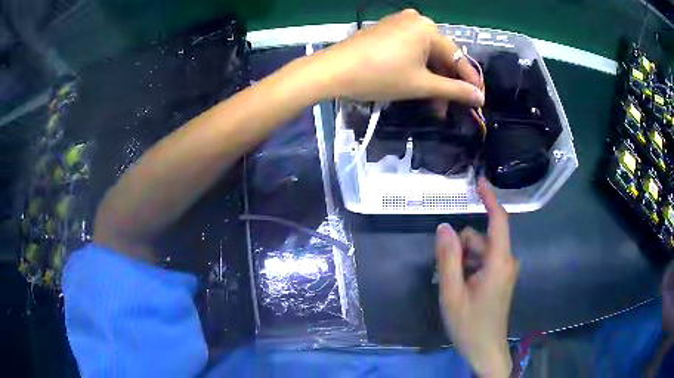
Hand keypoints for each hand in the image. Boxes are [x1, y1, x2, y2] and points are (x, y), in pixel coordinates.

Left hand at [315, 9, 483, 104]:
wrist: (333, 71)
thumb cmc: (380, 76)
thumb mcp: (421, 85)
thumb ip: (454, 90)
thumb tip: (479, 98)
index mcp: (428, 28)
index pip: (458, 57)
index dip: (470, 81)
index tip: (479, 100)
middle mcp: (417, 20)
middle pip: (441, 55)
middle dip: (447, 84)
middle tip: (451, 108)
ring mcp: (399, 24)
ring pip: (426, 55)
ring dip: (432, 80)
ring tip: (435, 106)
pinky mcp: (386, 31)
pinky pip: (411, 50)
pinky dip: (417, 69)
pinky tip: (419, 87)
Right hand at [436, 178, 518, 377]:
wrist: (486, 350)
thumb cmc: (469, 325)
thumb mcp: (452, 293)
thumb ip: (448, 259)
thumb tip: (444, 227)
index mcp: (499, 262)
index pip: (499, 221)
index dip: (490, 199)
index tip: (480, 182)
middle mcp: (507, 261)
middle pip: (481, 238)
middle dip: (462, 248)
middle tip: (447, 275)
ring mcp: (505, 271)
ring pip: (481, 251)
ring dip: (464, 261)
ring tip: (453, 286)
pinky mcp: (501, 278)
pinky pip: (484, 262)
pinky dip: (470, 268)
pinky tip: (461, 288)